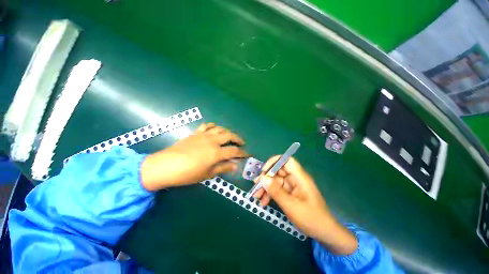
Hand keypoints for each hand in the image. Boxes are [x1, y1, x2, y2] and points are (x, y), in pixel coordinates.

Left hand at [141, 123, 247, 190]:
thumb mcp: (207, 174)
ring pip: (220, 129)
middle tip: (241, 143)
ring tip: (230, 136)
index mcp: (216, 152)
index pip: (234, 151)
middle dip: (237, 139)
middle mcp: (212, 141)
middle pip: (229, 136)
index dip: (242, 153)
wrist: (165, 166)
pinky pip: (207, 126)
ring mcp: (203, 135)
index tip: (247, 154)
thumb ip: (222, 168)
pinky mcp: (195, 134)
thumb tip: (235, 165)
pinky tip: (215, 128)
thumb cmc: (187, 173)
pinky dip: (213, 126)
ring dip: (227, 132)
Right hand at [253, 156, 357, 254]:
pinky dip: (270, 194)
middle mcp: (295, 178)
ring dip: (266, 188)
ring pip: (276, 181)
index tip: (264, 170)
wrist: (324, 233)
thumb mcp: (291, 205)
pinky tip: (263, 202)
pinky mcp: (290, 193)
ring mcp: (292, 186)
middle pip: (278, 171)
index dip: (275, 162)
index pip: (287, 160)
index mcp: (299, 177)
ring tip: (256, 196)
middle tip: (256, 186)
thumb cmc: (310, 218)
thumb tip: (262, 178)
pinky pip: (278, 189)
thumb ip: (276, 191)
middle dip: (266, 178)